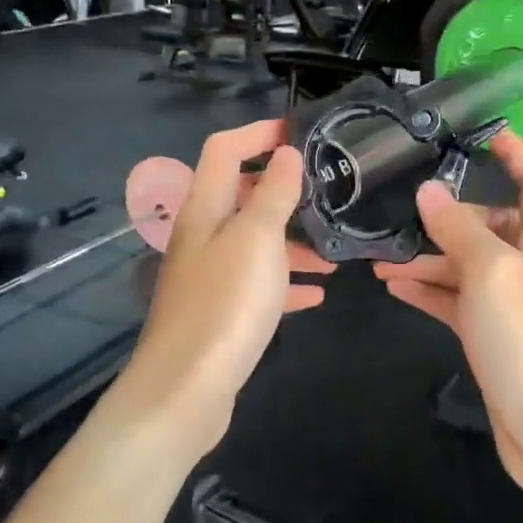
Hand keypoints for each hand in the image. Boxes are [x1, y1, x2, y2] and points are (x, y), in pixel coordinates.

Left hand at [117, 119, 331, 456]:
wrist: (186, 390)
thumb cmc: (225, 303)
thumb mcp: (257, 239)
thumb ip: (273, 193)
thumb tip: (286, 153)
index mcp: (204, 209)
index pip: (224, 150)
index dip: (258, 133)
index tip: (301, 132)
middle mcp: (202, 236)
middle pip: (242, 197)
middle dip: (285, 191)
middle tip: (328, 193)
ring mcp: (210, 277)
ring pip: (256, 244)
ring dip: (294, 241)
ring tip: (336, 251)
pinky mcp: (221, 313)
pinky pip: (260, 286)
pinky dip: (287, 283)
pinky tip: (318, 293)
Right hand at [373, 130, 522, 506]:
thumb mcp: (493, 273)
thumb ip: (460, 230)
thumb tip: (432, 191)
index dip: (517, 154)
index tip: (485, 132)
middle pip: (493, 224)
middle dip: (450, 215)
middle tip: (402, 208)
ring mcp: (512, 305)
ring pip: (467, 266)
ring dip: (428, 258)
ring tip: (380, 256)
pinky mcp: (494, 338)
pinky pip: (457, 302)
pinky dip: (429, 291)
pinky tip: (394, 287)